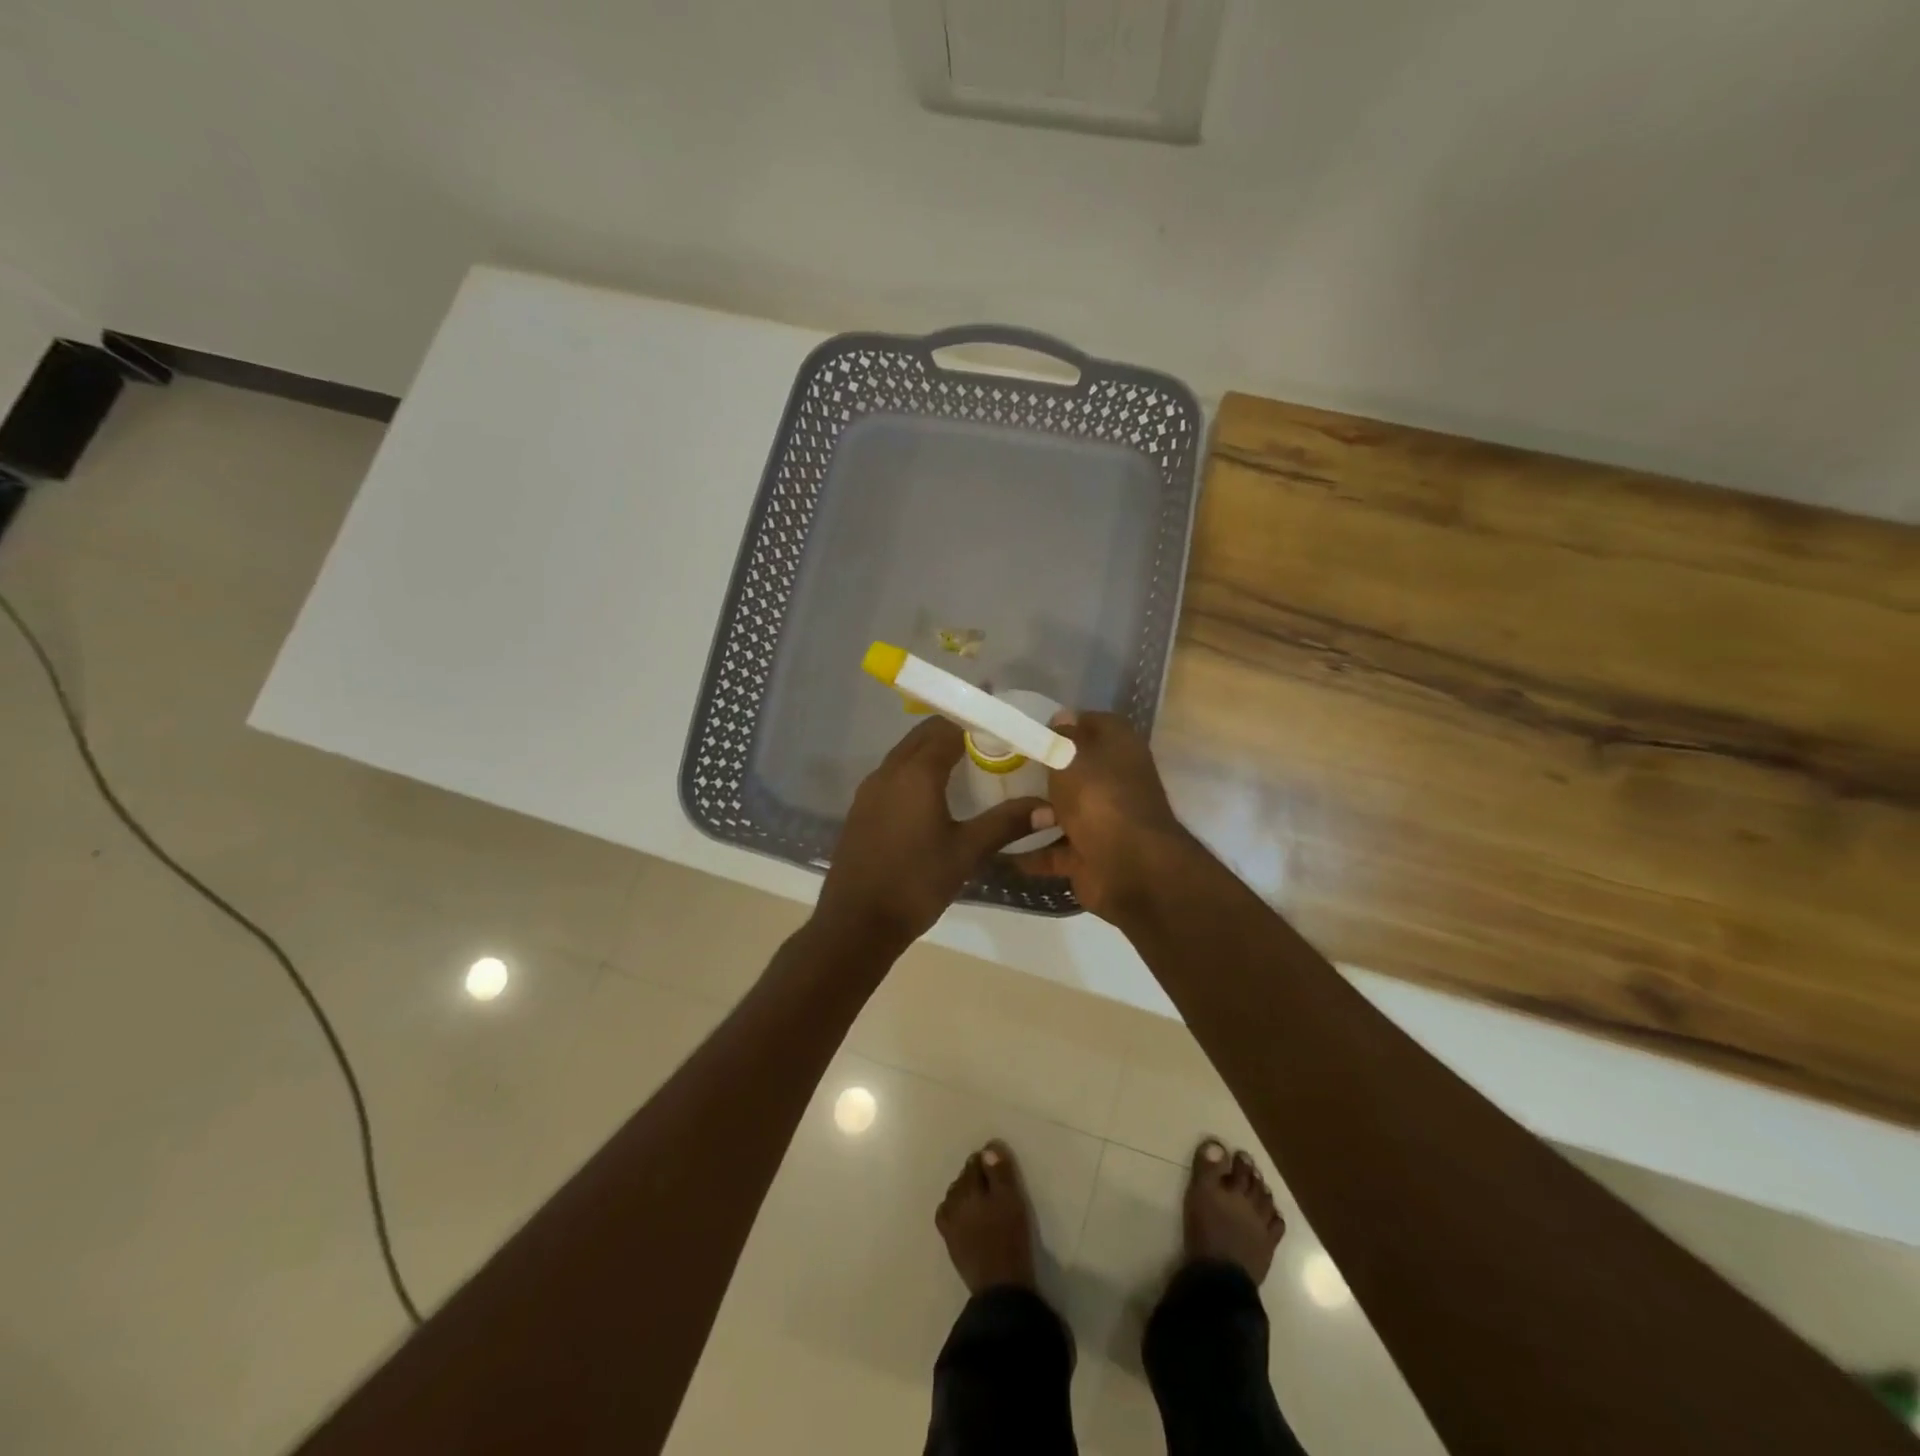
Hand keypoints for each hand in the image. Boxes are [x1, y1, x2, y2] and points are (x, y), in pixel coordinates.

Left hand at [816, 717, 1048, 953]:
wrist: (856, 923)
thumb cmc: (916, 883)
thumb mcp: (966, 852)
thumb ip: (1007, 823)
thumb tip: (1049, 808)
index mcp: (916, 773)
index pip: (949, 728)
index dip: (978, 722)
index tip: (1005, 725)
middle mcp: (889, 771)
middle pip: (924, 734)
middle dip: (956, 729)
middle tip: (992, 740)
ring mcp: (870, 789)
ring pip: (906, 753)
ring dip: (934, 748)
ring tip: (969, 762)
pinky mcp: (862, 808)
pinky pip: (894, 773)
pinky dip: (917, 769)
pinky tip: (935, 793)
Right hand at [1013, 711, 1191, 922]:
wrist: (1129, 869)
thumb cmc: (1098, 798)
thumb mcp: (1071, 755)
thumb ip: (1062, 736)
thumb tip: (1063, 717)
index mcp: (1119, 748)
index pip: (1094, 723)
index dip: (1065, 724)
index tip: (1031, 729)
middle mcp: (1115, 782)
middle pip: (1078, 770)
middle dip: (1046, 770)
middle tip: (1004, 765)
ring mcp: (1104, 821)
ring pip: (1066, 811)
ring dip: (1036, 812)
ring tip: (995, 804)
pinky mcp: (1091, 856)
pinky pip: (1056, 851)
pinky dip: (1033, 852)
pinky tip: (1001, 849)